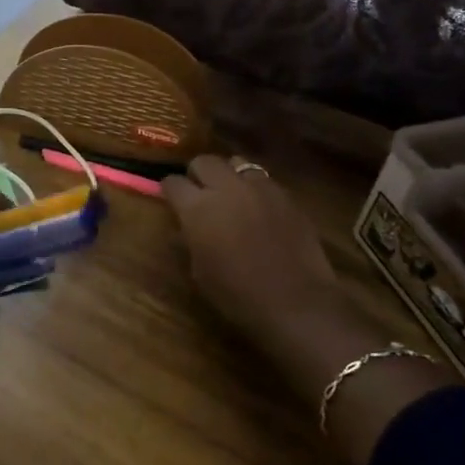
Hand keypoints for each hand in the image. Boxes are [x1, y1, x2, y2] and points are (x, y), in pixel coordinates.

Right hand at [161, 155, 350, 353]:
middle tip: (200, 192)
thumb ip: (190, 239)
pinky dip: (254, 188)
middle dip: (197, 174)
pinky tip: (259, 208)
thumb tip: (184, 227)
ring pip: (236, 163)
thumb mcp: (199, 271)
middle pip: (204, 161)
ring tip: (231, 194)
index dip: (169, 190)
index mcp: (197, 208)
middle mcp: (226, 188)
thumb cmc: (237, 294)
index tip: (171, 199)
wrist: (296, 303)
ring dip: (228, 175)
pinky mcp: (286, 196)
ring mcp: (259, 188)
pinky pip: (263, 180)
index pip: (172, 182)